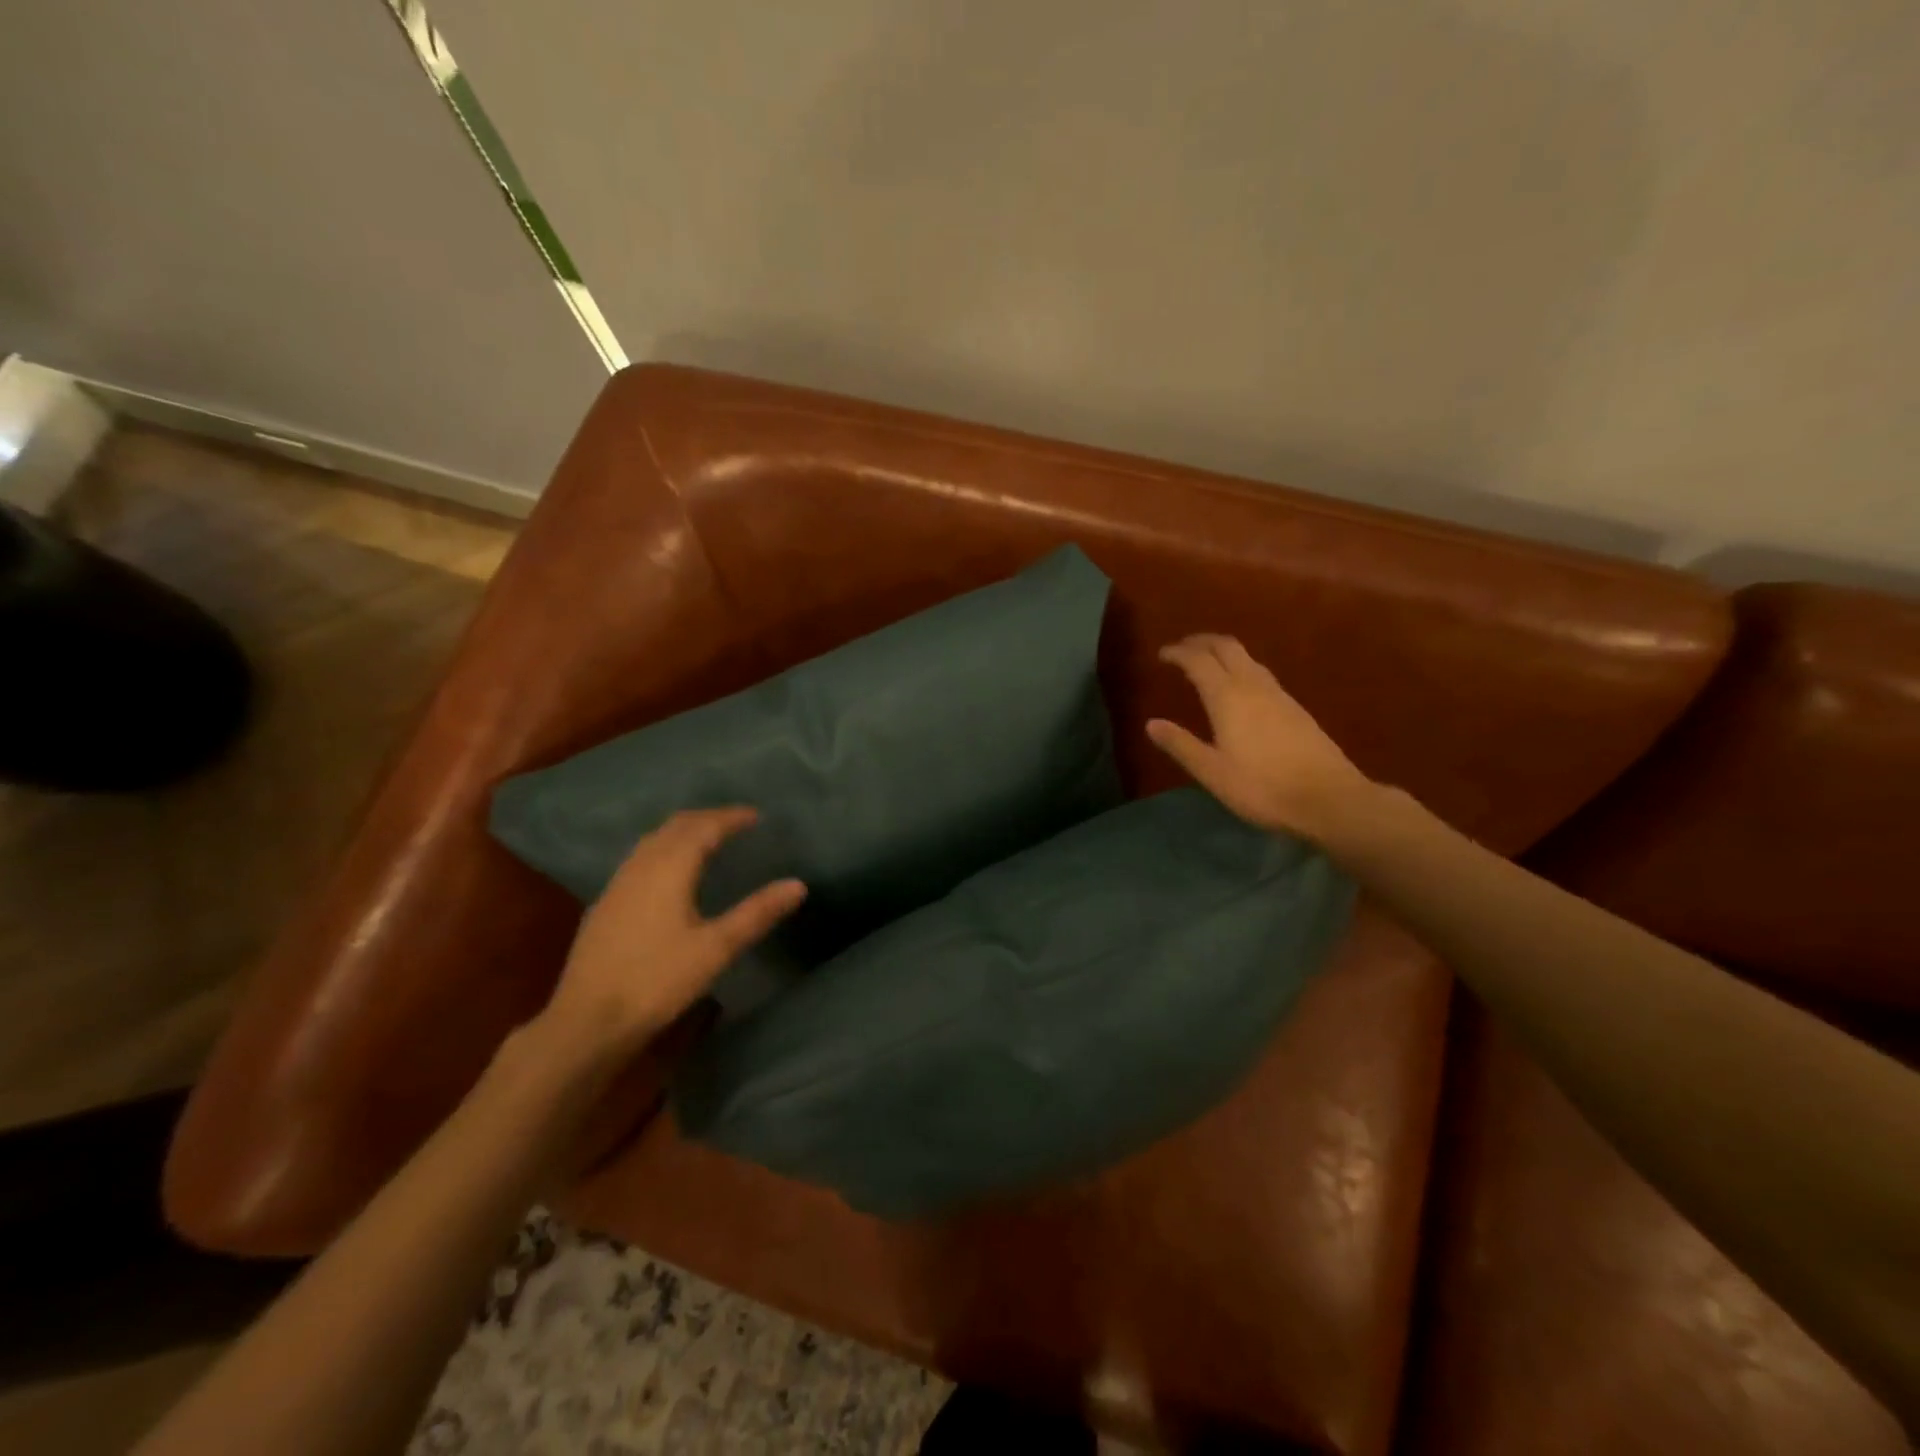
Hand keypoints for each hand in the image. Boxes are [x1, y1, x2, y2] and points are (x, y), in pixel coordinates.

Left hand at [537, 808, 804, 1063]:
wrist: (587, 1021)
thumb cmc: (657, 981)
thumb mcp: (716, 949)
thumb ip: (757, 913)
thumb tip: (798, 884)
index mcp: (669, 869)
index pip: (704, 827)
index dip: (731, 817)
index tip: (756, 816)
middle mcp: (640, 866)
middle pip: (675, 826)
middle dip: (707, 818)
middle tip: (736, 823)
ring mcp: (617, 884)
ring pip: (653, 840)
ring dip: (683, 831)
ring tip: (708, 840)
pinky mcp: (605, 905)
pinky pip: (640, 858)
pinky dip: (664, 850)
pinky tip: (670, 874)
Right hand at [1147, 634, 1373, 842]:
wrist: (1329, 799)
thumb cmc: (1262, 787)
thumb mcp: (1212, 772)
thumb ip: (1181, 745)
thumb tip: (1151, 724)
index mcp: (1228, 697)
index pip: (1198, 660)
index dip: (1178, 653)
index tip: (1161, 655)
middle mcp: (1253, 686)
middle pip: (1226, 647)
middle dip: (1201, 642)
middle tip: (1182, 648)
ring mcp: (1278, 694)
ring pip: (1247, 658)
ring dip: (1223, 652)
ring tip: (1206, 663)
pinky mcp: (1295, 707)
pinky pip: (1260, 673)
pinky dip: (1240, 667)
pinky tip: (1239, 688)